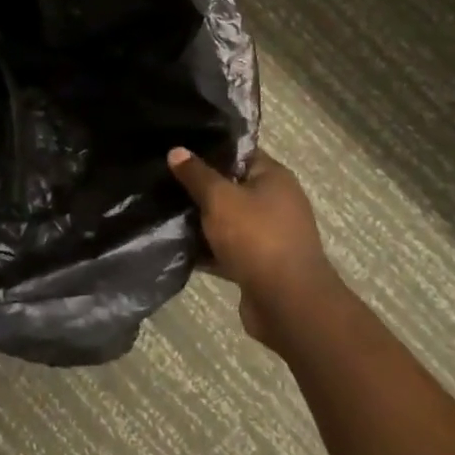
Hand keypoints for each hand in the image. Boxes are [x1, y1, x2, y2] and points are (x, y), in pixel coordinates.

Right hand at [168, 147, 341, 349]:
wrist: (288, 305)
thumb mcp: (220, 198)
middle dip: (201, 187)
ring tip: (165, 212)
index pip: (239, 152)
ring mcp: (270, 236)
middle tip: (165, 181)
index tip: (178, 150)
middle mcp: (276, 202)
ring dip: (203, 221)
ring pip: (228, 220)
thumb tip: (176, 151)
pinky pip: (229, 249)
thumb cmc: (257, 238)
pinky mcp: (260, 265)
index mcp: (274, 177)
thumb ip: (197, 174)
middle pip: (232, 186)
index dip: (209, 149)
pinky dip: (209, 250)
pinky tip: (178, 248)